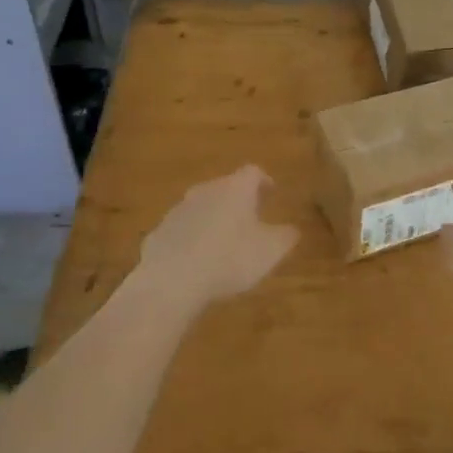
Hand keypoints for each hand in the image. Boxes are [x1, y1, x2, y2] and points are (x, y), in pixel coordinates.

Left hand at [135, 165, 298, 313]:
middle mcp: (206, 190)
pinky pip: (183, 230)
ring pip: (202, 207)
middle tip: (250, 217)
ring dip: (214, 218)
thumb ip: (285, 236)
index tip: (271, 191)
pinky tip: (198, 260)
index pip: (253, 172)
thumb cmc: (230, 258)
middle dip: (238, 200)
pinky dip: (193, 238)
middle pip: (225, 187)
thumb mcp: (271, 251)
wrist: (172, 280)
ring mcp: (179, 210)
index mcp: (236, 189)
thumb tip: (292, 229)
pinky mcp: (160, 232)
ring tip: (224, 241)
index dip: (264, 180)